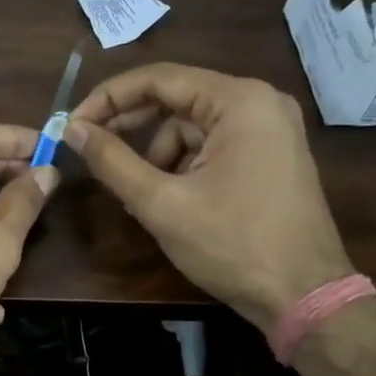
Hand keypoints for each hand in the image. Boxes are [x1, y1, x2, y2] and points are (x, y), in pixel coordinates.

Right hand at [64, 64, 351, 328]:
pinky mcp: (271, 156)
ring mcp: (270, 130)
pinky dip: (183, 166)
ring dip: (157, 155)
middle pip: (176, 99)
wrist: (304, 297)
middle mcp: (260, 102)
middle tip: (90, 150)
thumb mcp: (162, 204)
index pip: (159, 79)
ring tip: (141, 197)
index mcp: (239, 101)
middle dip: (131, 126)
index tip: (73, 125)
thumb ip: (112, 161)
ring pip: (191, 127)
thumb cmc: (232, 245)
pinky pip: (212, 146)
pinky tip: (170, 201)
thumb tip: (72, 130)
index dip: (108, 98)